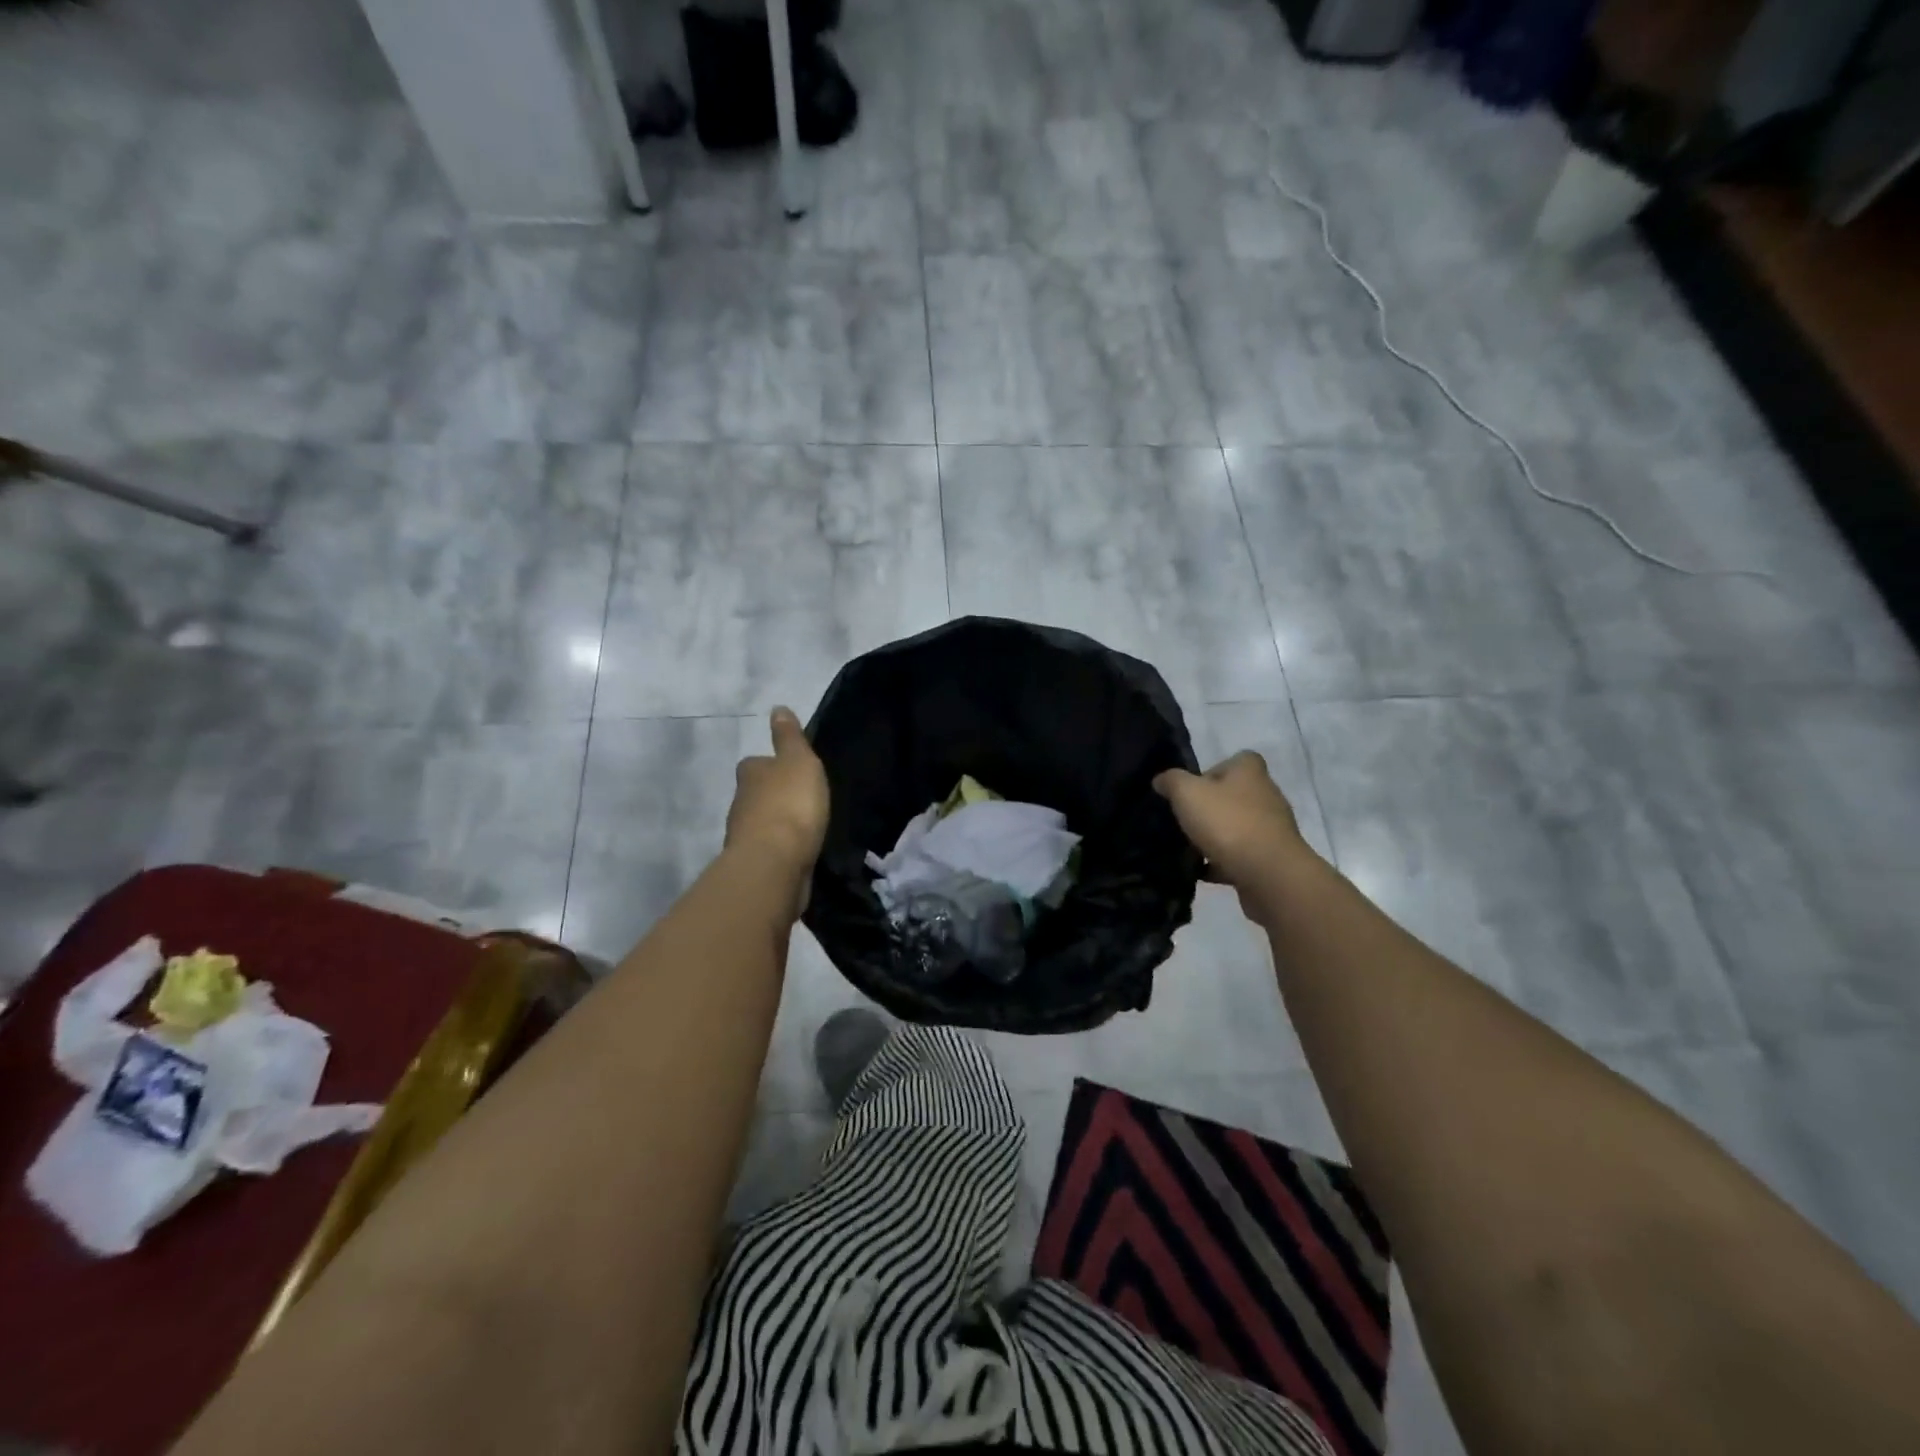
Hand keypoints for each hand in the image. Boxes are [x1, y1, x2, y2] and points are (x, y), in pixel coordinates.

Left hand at [726, 707, 830, 888]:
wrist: (774, 863)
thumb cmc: (790, 804)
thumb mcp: (798, 761)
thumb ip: (789, 738)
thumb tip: (777, 708)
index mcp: (750, 774)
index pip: (756, 763)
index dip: (770, 764)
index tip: (787, 769)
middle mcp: (740, 802)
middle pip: (755, 793)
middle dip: (772, 795)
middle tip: (799, 798)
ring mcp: (744, 836)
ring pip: (760, 822)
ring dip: (776, 823)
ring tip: (802, 825)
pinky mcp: (755, 863)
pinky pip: (769, 848)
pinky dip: (780, 847)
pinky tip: (797, 849)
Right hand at [1153, 752, 1313, 892]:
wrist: (1268, 873)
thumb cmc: (1227, 823)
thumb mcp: (1187, 793)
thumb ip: (1171, 781)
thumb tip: (1161, 780)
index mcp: (1250, 772)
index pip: (1238, 759)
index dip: (1214, 770)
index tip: (1193, 787)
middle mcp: (1267, 795)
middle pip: (1236, 794)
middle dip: (1212, 806)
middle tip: (1186, 818)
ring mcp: (1272, 828)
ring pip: (1239, 826)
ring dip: (1218, 835)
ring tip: (1190, 847)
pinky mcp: (1272, 858)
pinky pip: (1242, 855)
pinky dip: (1223, 862)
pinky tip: (1203, 871)